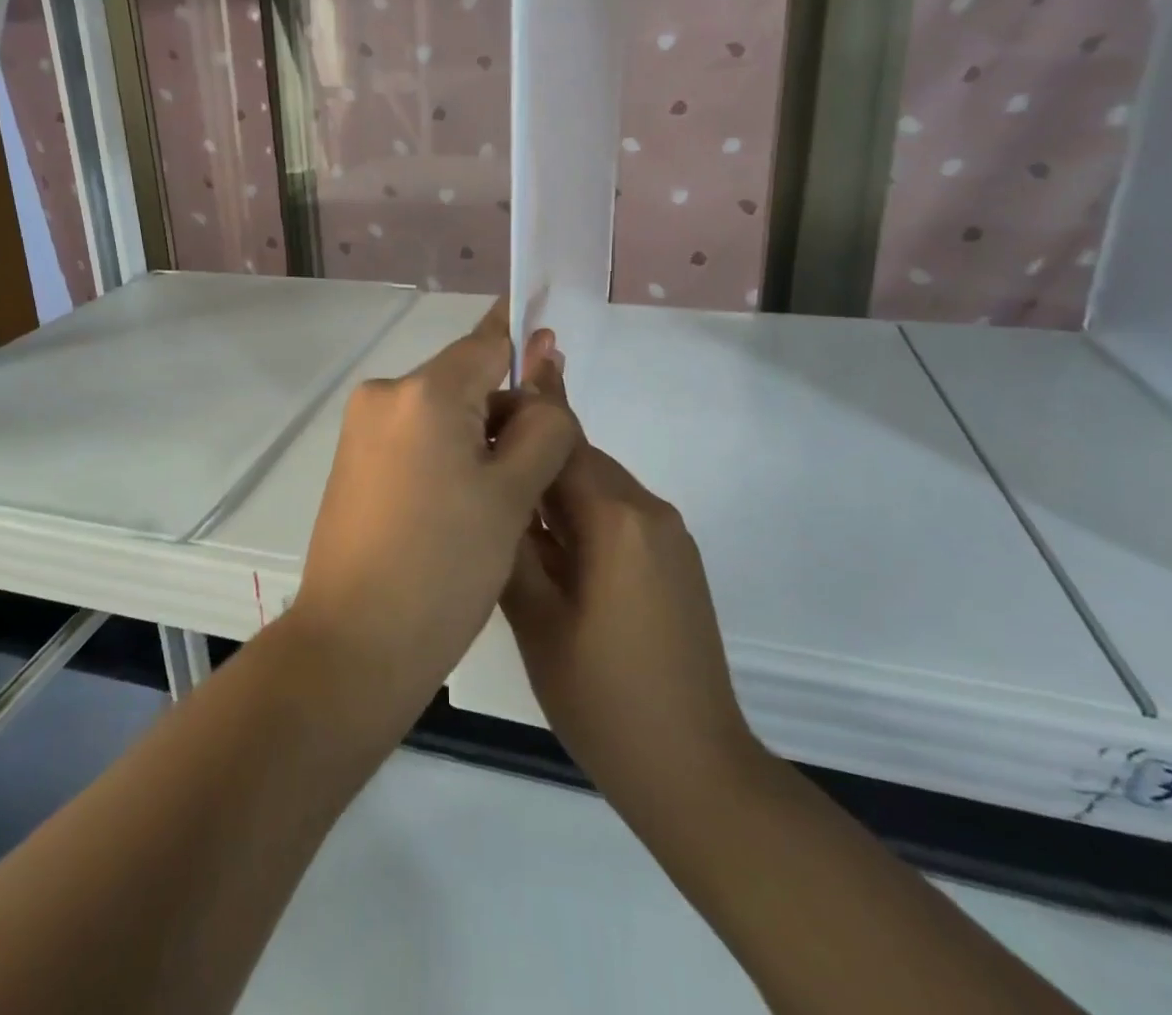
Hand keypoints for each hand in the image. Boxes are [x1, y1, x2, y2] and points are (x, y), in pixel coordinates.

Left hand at [292, 301, 577, 716]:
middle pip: (465, 379)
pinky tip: (462, 504)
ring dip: (478, 437)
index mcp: (424, 392)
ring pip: (441, 411)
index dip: (527, 345)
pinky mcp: (353, 460)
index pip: (488, 343)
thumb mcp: (513, 493)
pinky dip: (446, 454)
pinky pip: (415, 436)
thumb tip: (544, 366)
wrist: (355, 645)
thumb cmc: (445, 567)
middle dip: (505, 410)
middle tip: (538, 471)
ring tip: (501, 501)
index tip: (556, 348)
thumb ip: (542, 422)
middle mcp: (384, 394)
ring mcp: (362, 428)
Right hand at [502, 362, 765, 830]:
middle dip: (530, 452)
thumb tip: (491, 489)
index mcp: (615, 518)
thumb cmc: (603, 697)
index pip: (560, 439)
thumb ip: (511, 544)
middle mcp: (648, 509)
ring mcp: (667, 534)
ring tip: (503, 504)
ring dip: (552, 486)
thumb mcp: (537, 620)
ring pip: (595, 485)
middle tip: (476, 461)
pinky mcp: (674, 559)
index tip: (477, 403)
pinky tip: (547, 544)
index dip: (519, 413)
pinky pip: (616, 514)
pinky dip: (578, 514)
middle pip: (579, 456)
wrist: (695, 768)